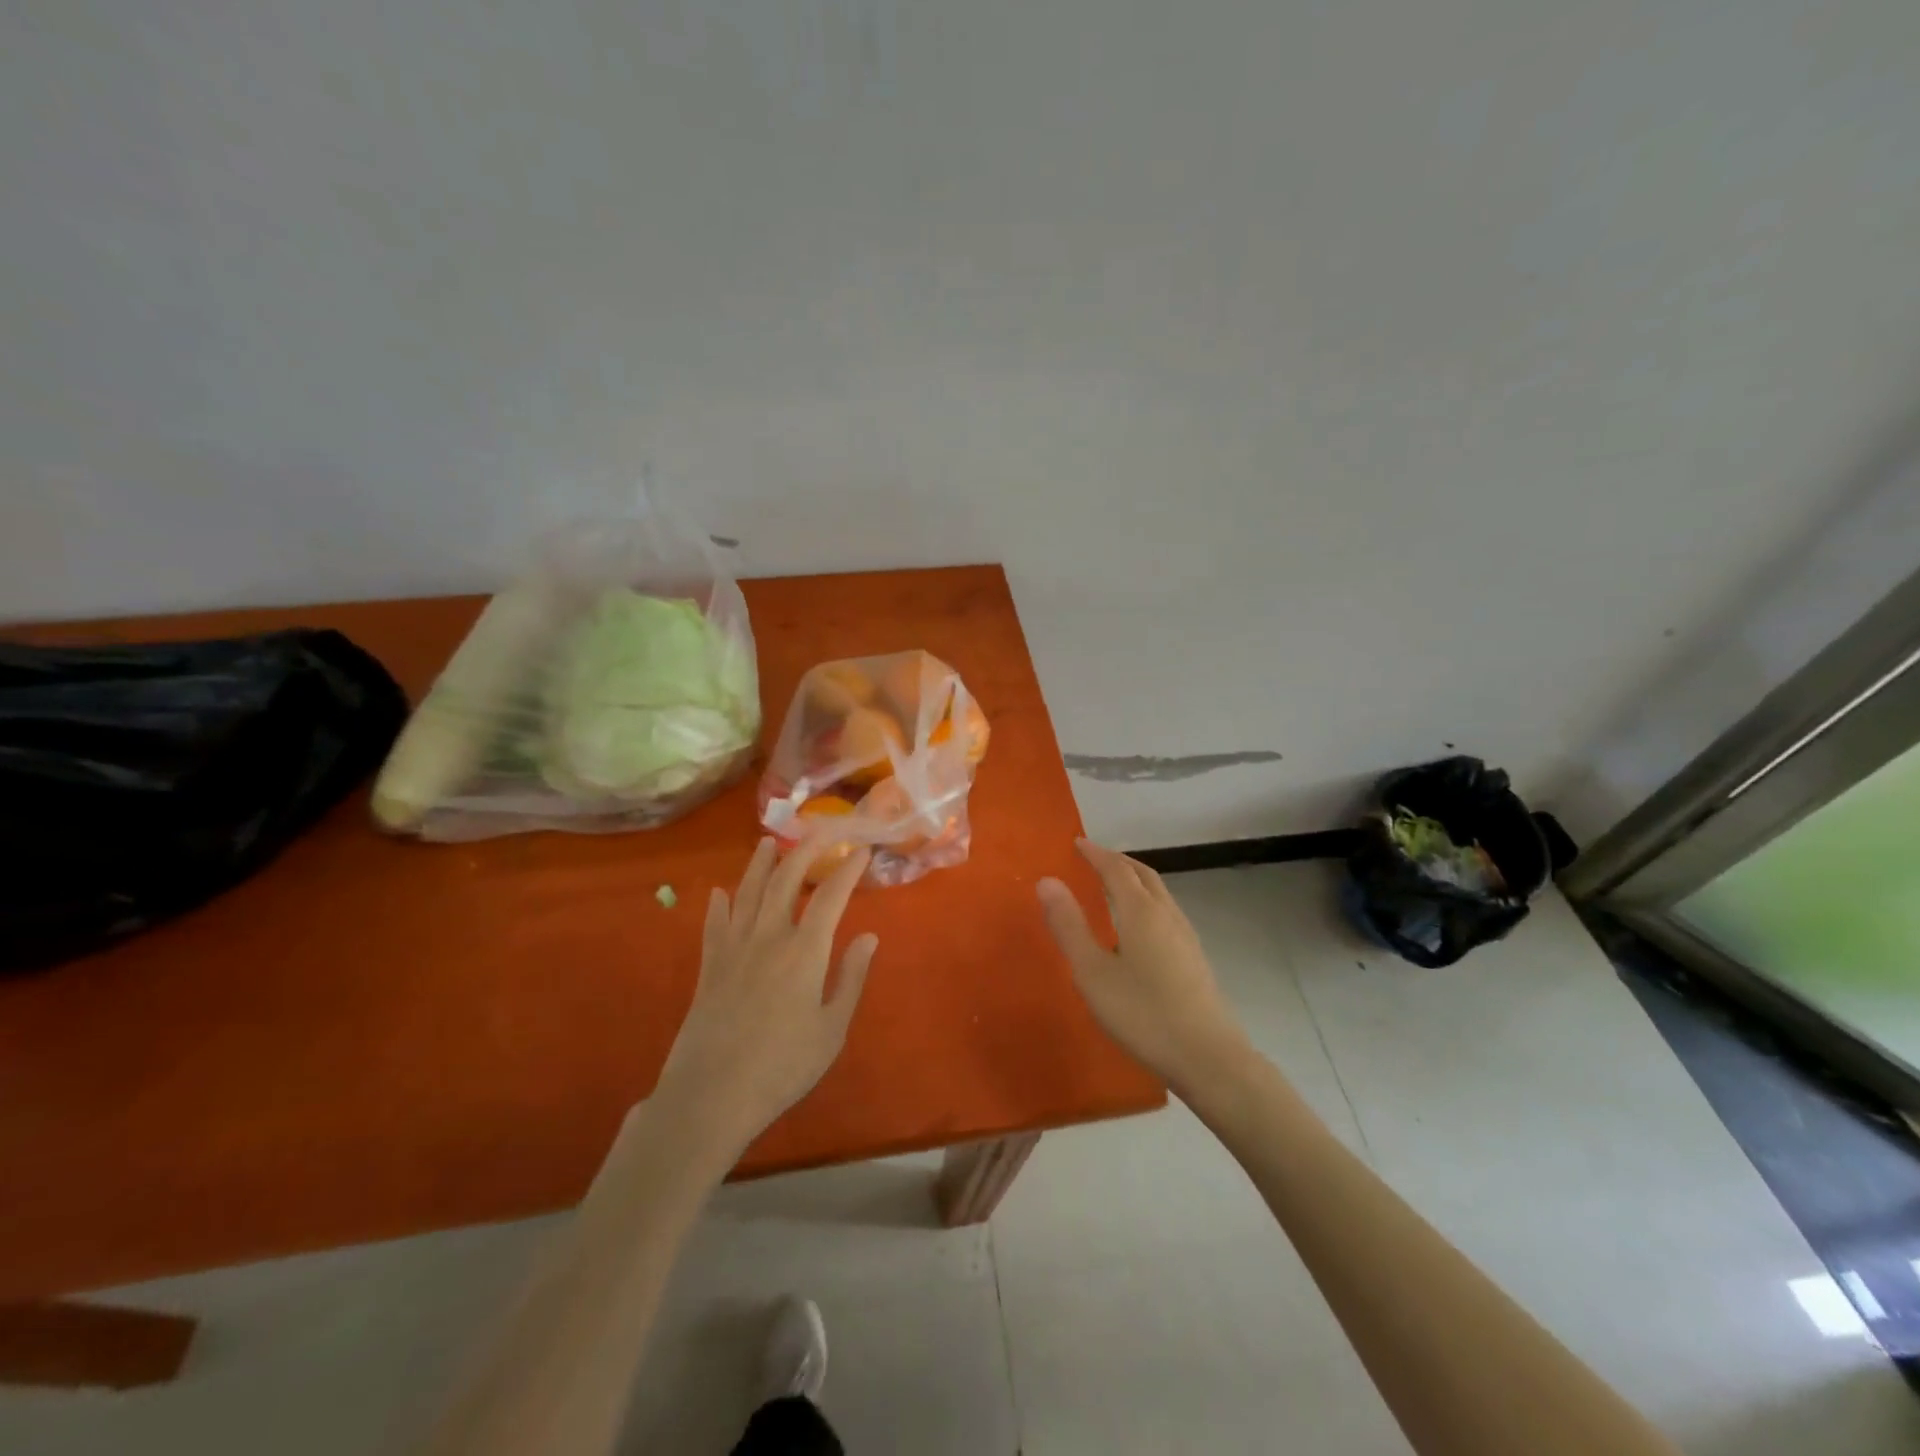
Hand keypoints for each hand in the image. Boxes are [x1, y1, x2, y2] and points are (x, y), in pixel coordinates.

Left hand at [652, 837, 878, 1155]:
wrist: (711, 1096)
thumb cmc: (782, 1067)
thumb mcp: (831, 1029)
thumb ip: (851, 978)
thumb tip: (870, 936)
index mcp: (805, 951)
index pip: (831, 896)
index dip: (848, 869)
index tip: (862, 850)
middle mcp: (769, 937)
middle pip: (786, 880)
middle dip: (806, 850)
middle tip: (821, 830)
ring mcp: (734, 949)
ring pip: (748, 893)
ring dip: (760, 864)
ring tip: (769, 841)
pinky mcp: (709, 967)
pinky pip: (714, 924)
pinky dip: (719, 905)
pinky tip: (719, 893)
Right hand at [1037, 840, 1249, 1096]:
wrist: (1209, 1057)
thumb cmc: (1143, 1013)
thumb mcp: (1093, 972)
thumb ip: (1069, 925)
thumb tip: (1047, 880)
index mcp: (1141, 912)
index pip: (1116, 869)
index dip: (1096, 854)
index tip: (1077, 843)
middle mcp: (1167, 915)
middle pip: (1143, 875)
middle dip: (1118, 862)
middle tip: (1094, 858)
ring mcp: (1186, 937)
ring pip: (1159, 893)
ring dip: (1135, 880)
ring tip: (1113, 886)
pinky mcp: (1195, 958)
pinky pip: (1166, 912)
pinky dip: (1147, 901)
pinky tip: (1139, 928)